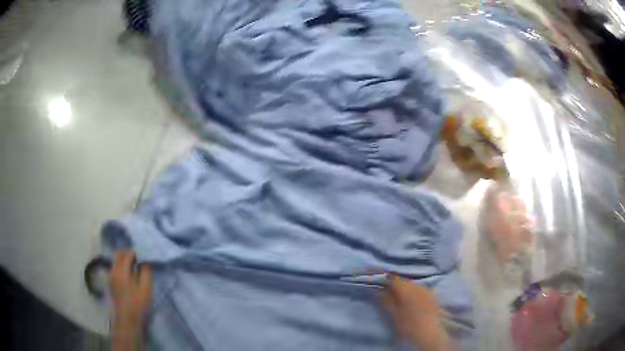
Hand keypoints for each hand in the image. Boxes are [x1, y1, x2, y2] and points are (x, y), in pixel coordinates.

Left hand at [110, 250, 152, 350]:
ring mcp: (111, 277)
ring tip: (136, 267)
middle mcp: (113, 270)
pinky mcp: (111, 283)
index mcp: (121, 270)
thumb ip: (146, 272)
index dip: (137, 252)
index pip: (127, 253)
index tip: (145, 256)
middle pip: (119, 254)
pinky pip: (115, 268)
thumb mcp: (146, 289)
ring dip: (125, 260)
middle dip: (129, 253)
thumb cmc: (138, 305)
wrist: (127, 321)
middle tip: (140, 259)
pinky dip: (122, 266)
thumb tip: (146, 260)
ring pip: (116, 261)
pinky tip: (130, 275)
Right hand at [382, 275, 449, 350]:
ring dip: (402, 286)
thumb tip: (378, 289)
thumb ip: (385, 300)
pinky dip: (412, 291)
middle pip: (402, 280)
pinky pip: (419, 289)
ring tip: (396, 294)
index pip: (391, 277)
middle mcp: (416, 285)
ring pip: (411, 284)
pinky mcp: (431, 295)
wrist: (429, 332)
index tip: (374, 277)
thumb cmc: (408, 324)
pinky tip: (410, 298)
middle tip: (383, 288)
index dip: (382, 276)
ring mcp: (425, 289)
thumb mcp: (393, 314)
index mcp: (405, 288)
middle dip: (392, 282)